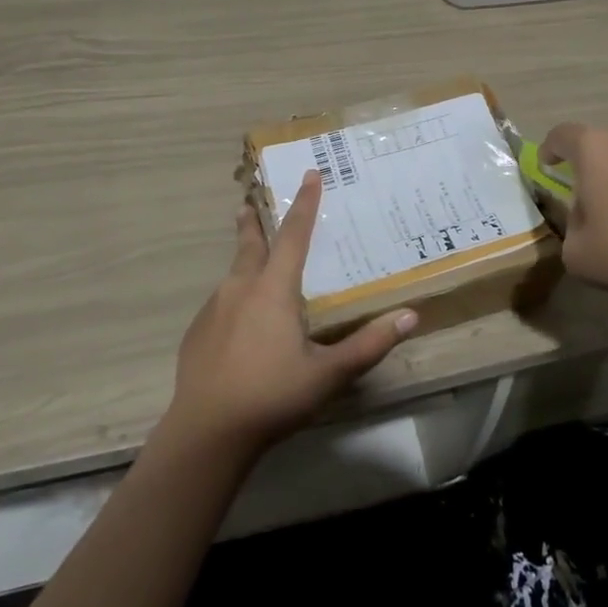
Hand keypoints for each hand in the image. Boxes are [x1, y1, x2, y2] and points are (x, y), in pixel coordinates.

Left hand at [163, 171, 416, 457]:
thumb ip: (369, 345)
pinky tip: (237, 323)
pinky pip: (220, 303)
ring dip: (243, 260)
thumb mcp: (328, 374)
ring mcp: (214, 308)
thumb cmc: (273, 396)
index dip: (304, 203)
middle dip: (254, 222)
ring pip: (233, 274)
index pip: (294, 234)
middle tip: (250, 202)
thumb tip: (410, 316)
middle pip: (250, 244)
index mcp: (274, 289)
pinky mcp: (197, 332)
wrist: (207, 432)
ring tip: (251, 262)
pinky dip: (233, 299)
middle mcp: (241, 288)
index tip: (309, 174)